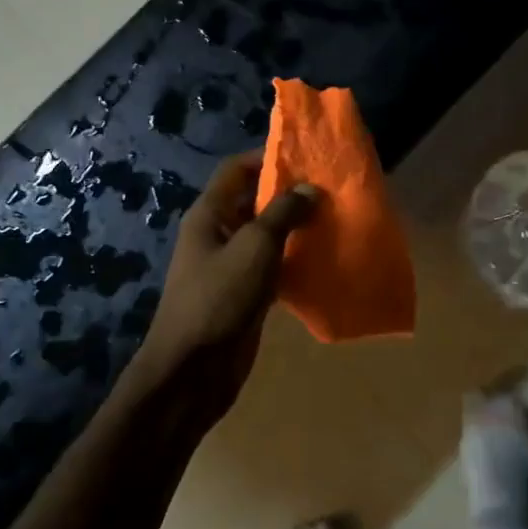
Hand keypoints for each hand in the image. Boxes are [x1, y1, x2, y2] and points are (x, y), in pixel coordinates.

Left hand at [138, 151, 318, 423]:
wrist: (193, 369)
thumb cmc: (219, 298)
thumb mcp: (255, 248)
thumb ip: (283, 213)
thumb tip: (310, 188)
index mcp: (210, 214)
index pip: (236, 170)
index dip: (266, 158)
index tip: (306, 158)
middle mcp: (217, 234)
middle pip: (253, 201)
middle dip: (289, 195)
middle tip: (330, 191)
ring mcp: (230, 266)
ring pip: (265, 236)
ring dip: (295, 229)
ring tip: (334, 221)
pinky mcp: (244, 294)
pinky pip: (271, 267)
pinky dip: (294, 260)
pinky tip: (323, 260)